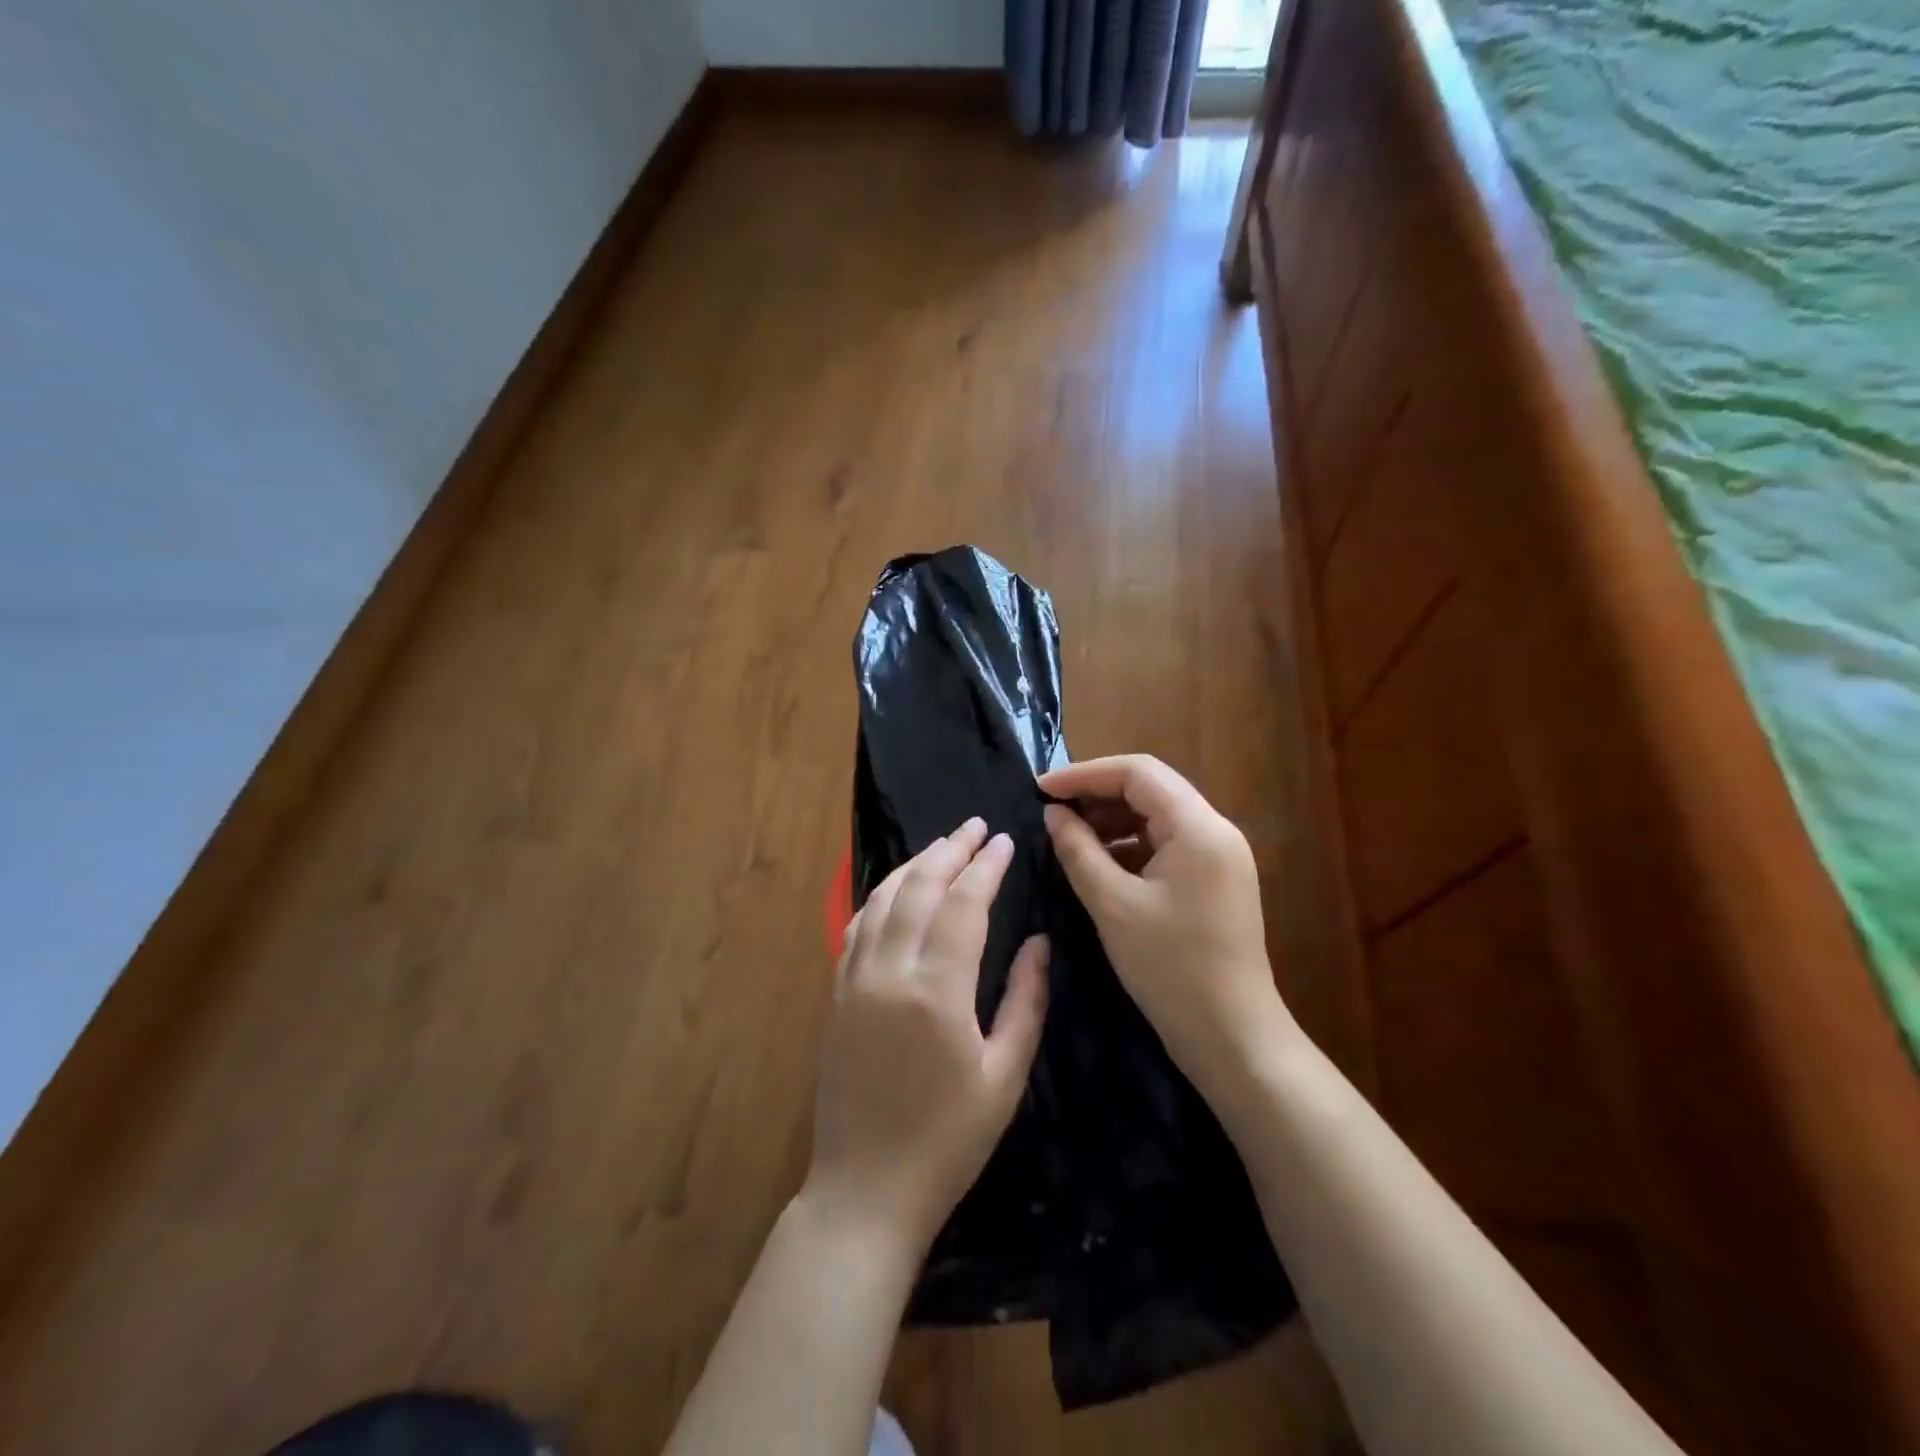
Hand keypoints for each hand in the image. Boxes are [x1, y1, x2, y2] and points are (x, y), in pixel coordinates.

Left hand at [806, 818, 1049, 1254]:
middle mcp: (889, 971)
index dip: (987, 867)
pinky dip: (881, 895)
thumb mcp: (1005, 1077)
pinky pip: (857, 925)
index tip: (1006, 841)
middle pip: (920, 888)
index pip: (964, 905)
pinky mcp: (837, 994)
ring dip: (915, 864)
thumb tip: (1039, 940)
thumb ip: (1026, 1001)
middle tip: (976, 827)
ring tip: (943, 845)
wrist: (865, 1191)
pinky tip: (898, 887)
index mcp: (936, 991)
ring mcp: (854, 980)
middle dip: (950, 850)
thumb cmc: (948, 1142)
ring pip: (883, 898)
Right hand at [1041, 755, 1289, 1095]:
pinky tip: (1099, 863)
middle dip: (1097, 794)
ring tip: (1068, 836)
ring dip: (1112, 820)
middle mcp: (1215, 830)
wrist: (1232, 1037)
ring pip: (1157, 816)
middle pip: (1150, 789)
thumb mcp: (1113, 905)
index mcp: (1198, 827)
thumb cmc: (1171, 968)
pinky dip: (1130, 845)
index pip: (1138, 772)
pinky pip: (1166, 844)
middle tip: (1051, 811)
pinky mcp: (1214, 880)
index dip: (1085, 774)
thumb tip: (1053, 814)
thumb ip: (1078, 850)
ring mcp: (1219, 856)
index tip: (1041, 789)